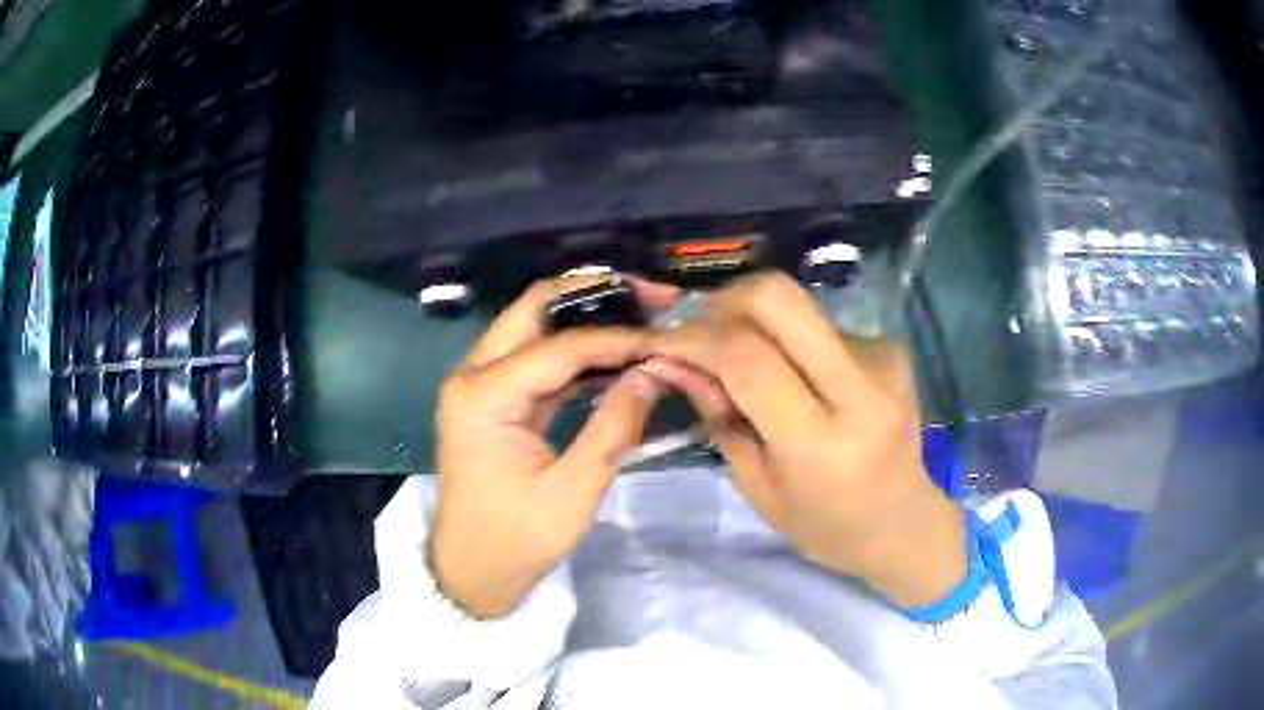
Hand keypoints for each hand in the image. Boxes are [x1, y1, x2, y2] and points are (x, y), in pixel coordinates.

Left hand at [431, 277, 675, 618]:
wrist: (470, 571)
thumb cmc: (515, 542)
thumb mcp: (572, 494)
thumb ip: (613, 428)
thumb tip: (655, 372)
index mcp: (483, 395)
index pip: (560, 346)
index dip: (619, 339)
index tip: (668, 339)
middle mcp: (473, 373)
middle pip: (537, 308)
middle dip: (598, 295)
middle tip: (654, 298)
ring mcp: (480, 382)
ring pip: (537, 325)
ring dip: (590, 319)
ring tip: (646, 320)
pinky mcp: (493, 397)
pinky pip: (539, 358)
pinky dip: (579, 352)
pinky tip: (619, 357)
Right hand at [644, 272, 966, 607]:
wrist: (903, 523)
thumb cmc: (825, 524)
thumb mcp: (758, 487)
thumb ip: (718, 418)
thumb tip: (674, 361)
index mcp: (819, 441)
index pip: (747, 359)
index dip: (695, 339)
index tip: (663, 342)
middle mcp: (858, 388)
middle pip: (780, 299)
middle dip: (726, 301)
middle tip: (703, 330)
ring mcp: (882, 360)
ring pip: (799, 308)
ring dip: (760, 326)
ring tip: (754, 367)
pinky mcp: (891, 348)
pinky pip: (822, 325)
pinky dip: (793, 341)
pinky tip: (797, 376)